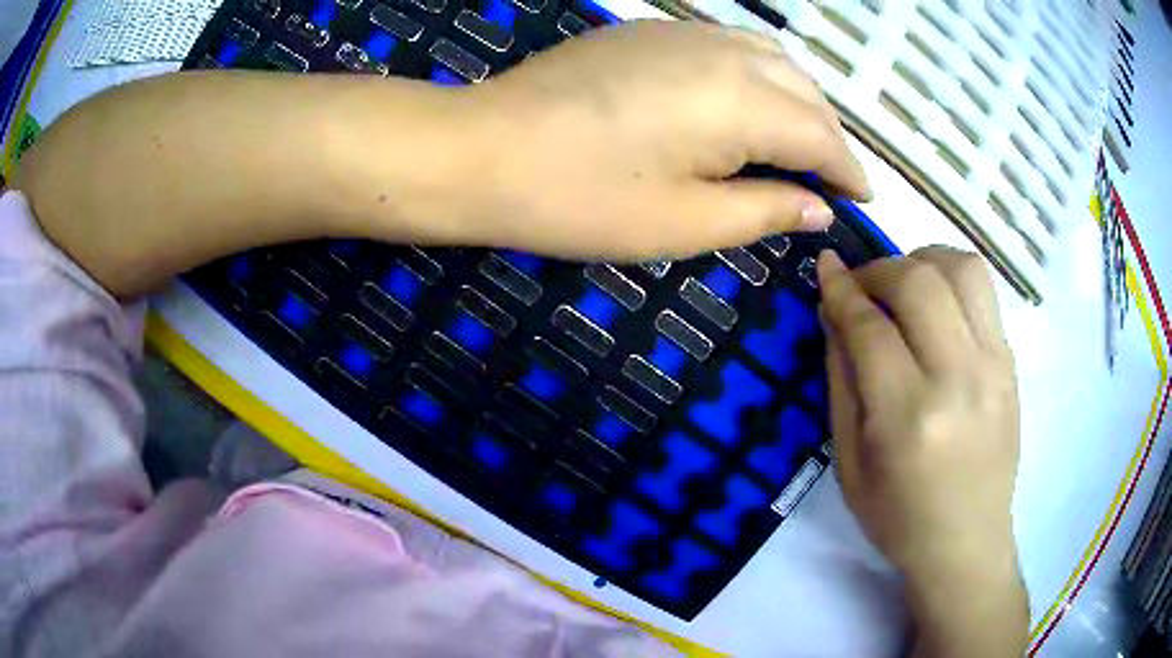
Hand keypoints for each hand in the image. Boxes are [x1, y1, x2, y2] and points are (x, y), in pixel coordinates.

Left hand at [447, 20, 870, 260]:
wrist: (485, 149)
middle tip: (828, 179)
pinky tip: (744, 101)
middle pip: (805, 92)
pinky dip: (757, 74)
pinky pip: (729, 45)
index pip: (823, 136)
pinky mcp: (650, 31)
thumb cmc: (582, 198)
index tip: (863, 198)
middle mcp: (725, 53)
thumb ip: (765, 211)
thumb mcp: (685, 224)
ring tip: (794, 142)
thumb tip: (818, 208)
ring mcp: (684, 33)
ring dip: (797, 100)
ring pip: (772, 59)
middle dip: (827, 136)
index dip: (849, 171)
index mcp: (744, 102)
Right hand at [817, 247, 1026, 655]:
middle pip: (917, 283)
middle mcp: (957, 379)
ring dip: (922, 260)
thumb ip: (841, 380)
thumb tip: (833, 312)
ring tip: (904, 283)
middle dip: (878, 270)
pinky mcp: (1011, 363)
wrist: (967, 542)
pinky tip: (936, 303)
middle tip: (861, 285)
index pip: (870, 328)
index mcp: (908, 417)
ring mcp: (993, 367)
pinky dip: (952, 278)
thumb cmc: (898, 517)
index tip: (824, 268)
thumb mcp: (849, 463)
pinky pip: (985, 291)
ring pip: (960, 270)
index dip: (841, 289)